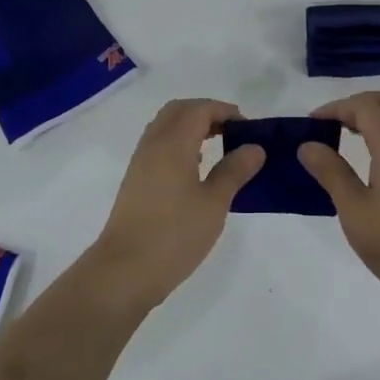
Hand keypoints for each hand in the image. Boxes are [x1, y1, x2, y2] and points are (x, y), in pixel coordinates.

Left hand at [88, 99, 264, 312]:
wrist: (125, 270)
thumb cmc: (174, 235)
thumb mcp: (214, 203)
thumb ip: (234, 171)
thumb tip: (254, 148)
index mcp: (172, 143)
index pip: (199, 109)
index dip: (225, 111)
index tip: (249, 128)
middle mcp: (153, 144)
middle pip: (179, 111)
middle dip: (207, 113)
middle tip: (233, 132)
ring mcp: (140, 162)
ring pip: (166, 127)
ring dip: (191, 127)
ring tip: (218, 149)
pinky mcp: (135, 180)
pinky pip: (158, 145)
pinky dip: (179, 144)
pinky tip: (195, 170)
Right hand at [299, 90, 379, 301]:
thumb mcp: (354, 210)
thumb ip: (331, 172)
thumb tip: (308, 145)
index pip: (364, 106)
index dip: (335, 107)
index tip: (311, 123)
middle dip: (360, 103)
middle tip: (334, 122)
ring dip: (377, 115)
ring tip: (349, 134)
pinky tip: (372, 156)